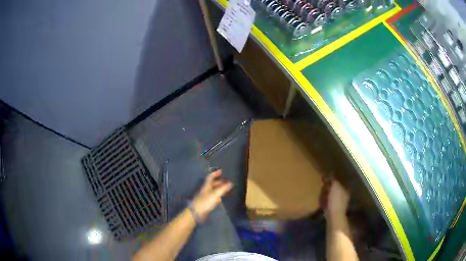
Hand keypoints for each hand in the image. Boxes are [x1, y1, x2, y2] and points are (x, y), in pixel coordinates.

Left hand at [191, 170, 232, 221]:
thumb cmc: (206, 201)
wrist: (197, 212)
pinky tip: (222, 199)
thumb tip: (230, 183)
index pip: (210, 177)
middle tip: (228, 182)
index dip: (215, 173)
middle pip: (213, 184)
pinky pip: (214, 197)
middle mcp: (206, 190)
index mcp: (207, 186)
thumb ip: (223, 188)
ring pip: (214, 191)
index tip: (221, 171)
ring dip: (220, 190)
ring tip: (228, 190)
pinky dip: (219, 197)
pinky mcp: (207, 203)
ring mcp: (206, 197)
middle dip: (220, 182)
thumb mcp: (216, 194)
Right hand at [320, 176, 349, 220]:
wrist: (333, 215)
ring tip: (320, 190)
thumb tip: (331, 174)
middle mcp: (343, 196)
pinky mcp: (332, 209)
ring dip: (327, 193)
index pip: (340, 182)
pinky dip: (325, 200)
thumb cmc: (336, 200)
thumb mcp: (335, 187)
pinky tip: (320, 199)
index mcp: (345, 190)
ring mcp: (338, 203)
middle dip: (330, 186)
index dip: (334, 180)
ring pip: (332, 195)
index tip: (327, 177)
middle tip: (323, 183)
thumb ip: (334, 180)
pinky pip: (328, 202)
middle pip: (336, 189)